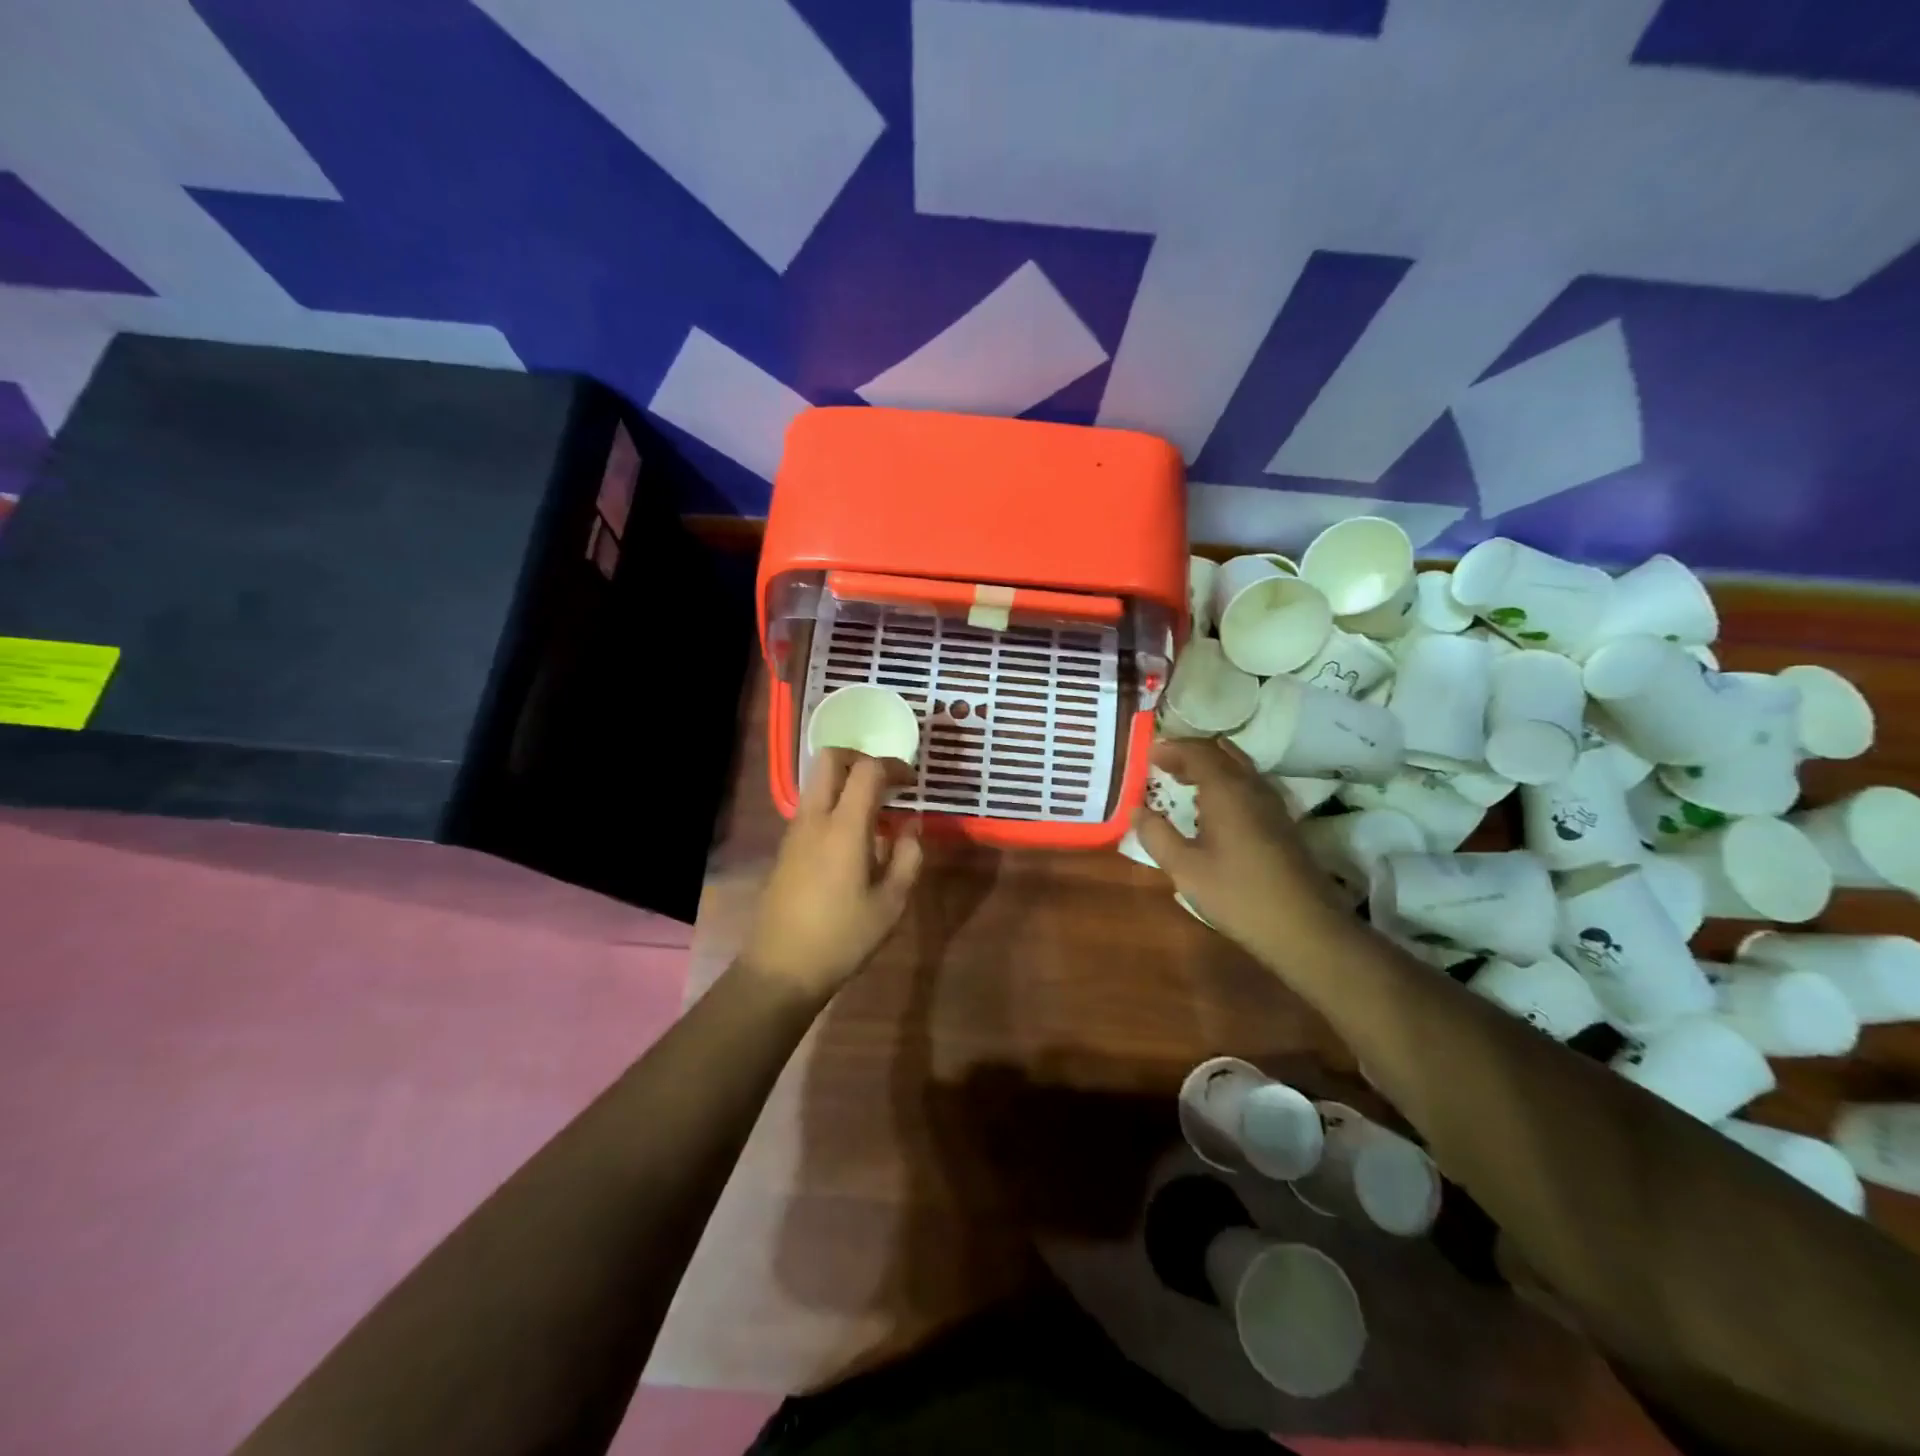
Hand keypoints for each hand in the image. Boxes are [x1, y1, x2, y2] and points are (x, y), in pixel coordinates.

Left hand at [742, 750, 924, 1001]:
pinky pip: (811, 808)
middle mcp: (815, 819)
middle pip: (829, 760)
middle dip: (860, 759)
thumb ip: (907, 857)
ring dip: (845, 783)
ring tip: (874, 815)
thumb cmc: (842, 937)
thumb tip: (911, 827)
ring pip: (817, 783)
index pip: (868, 770)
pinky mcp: (785, 849)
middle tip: (885, 783)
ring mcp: (794, 832)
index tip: (912, 783)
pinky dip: (833, 805)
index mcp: (844, 827)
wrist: (780, 969)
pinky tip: (852, 840)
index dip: (894, 767)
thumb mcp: (891, 903)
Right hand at [1133, 739, 1345, 955]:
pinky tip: (1216, 809)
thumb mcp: (1185, 868)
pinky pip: (1250, 786)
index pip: (1197, 753)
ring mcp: (1273, 805)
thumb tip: (1137, 811)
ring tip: (1185, 780)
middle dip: (1191, 753)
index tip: (1148, 754)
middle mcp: (1252, 787)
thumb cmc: (1237, 895)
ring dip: (1211, 766)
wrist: (1304, 928)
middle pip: (1221, 753)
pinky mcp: (1283, 824)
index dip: (1171, 749)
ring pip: (1240, 768)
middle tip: (1164, 763)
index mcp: (1226, 790)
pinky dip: (1227, 782)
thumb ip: (1157, 835)